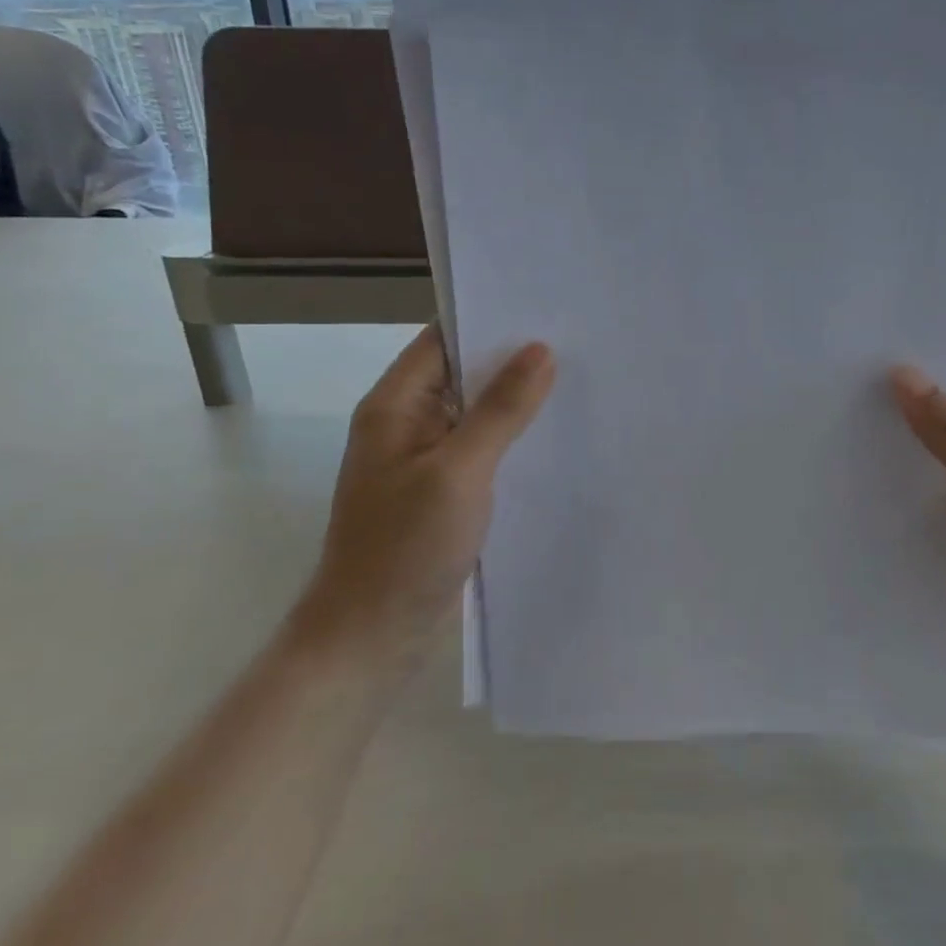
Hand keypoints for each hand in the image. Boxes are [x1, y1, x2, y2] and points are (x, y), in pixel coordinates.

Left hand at [294, 327, 554, 668]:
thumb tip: (540, 350)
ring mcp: (421, 460)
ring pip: (473, 413)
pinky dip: (509, 438)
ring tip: (574, 382)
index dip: (489, 320)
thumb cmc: (406, 547)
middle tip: (575, 342)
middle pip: (460, 374)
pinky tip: (551, 437)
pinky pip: (477, 448)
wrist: (370, 635)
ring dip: (513, 400)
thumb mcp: (459, 471)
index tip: (545, 309)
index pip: (442, 340)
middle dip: (511, 359)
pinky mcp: (438, 491)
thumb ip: (500, 410)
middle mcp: (404, 424)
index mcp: (394, 406)